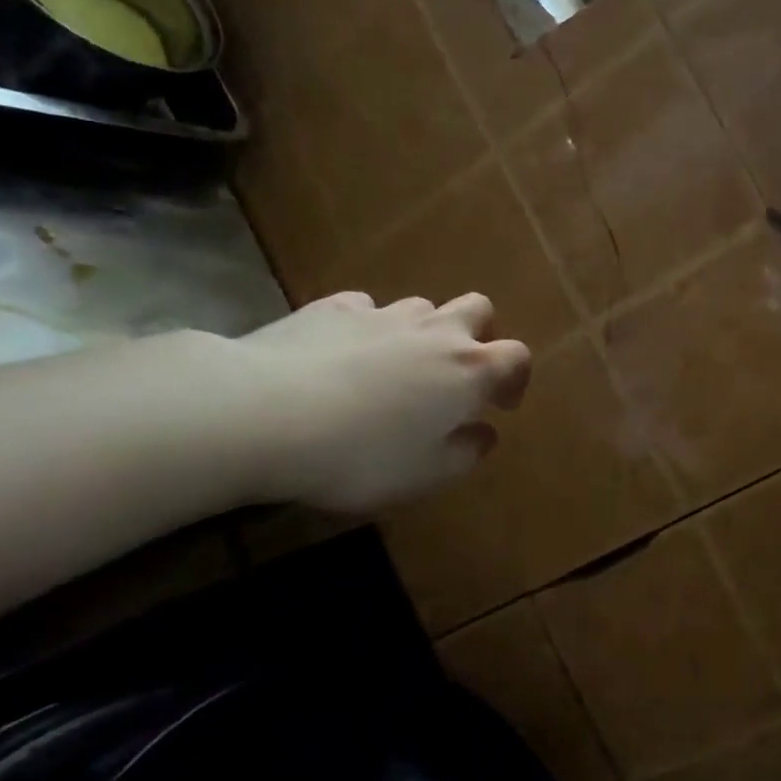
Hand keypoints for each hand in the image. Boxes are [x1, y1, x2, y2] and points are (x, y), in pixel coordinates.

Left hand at [230, 291, 530, 513]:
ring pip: (422, 307)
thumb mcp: (425, 474)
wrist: (264, 414)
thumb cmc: (360, 455)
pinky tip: (343, 356)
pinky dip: (368, 328)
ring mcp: (383, 313)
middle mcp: (435, 331)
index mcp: (469, 371)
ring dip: (422, 332)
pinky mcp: (333, 307)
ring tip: (395, 368)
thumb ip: (465, 453)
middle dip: (478, 335)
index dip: (515, 379)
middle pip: (478, 309)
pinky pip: (366, 309)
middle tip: (456, 374)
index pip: (516, 357)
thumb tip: (483, 433)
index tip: (500, 405)